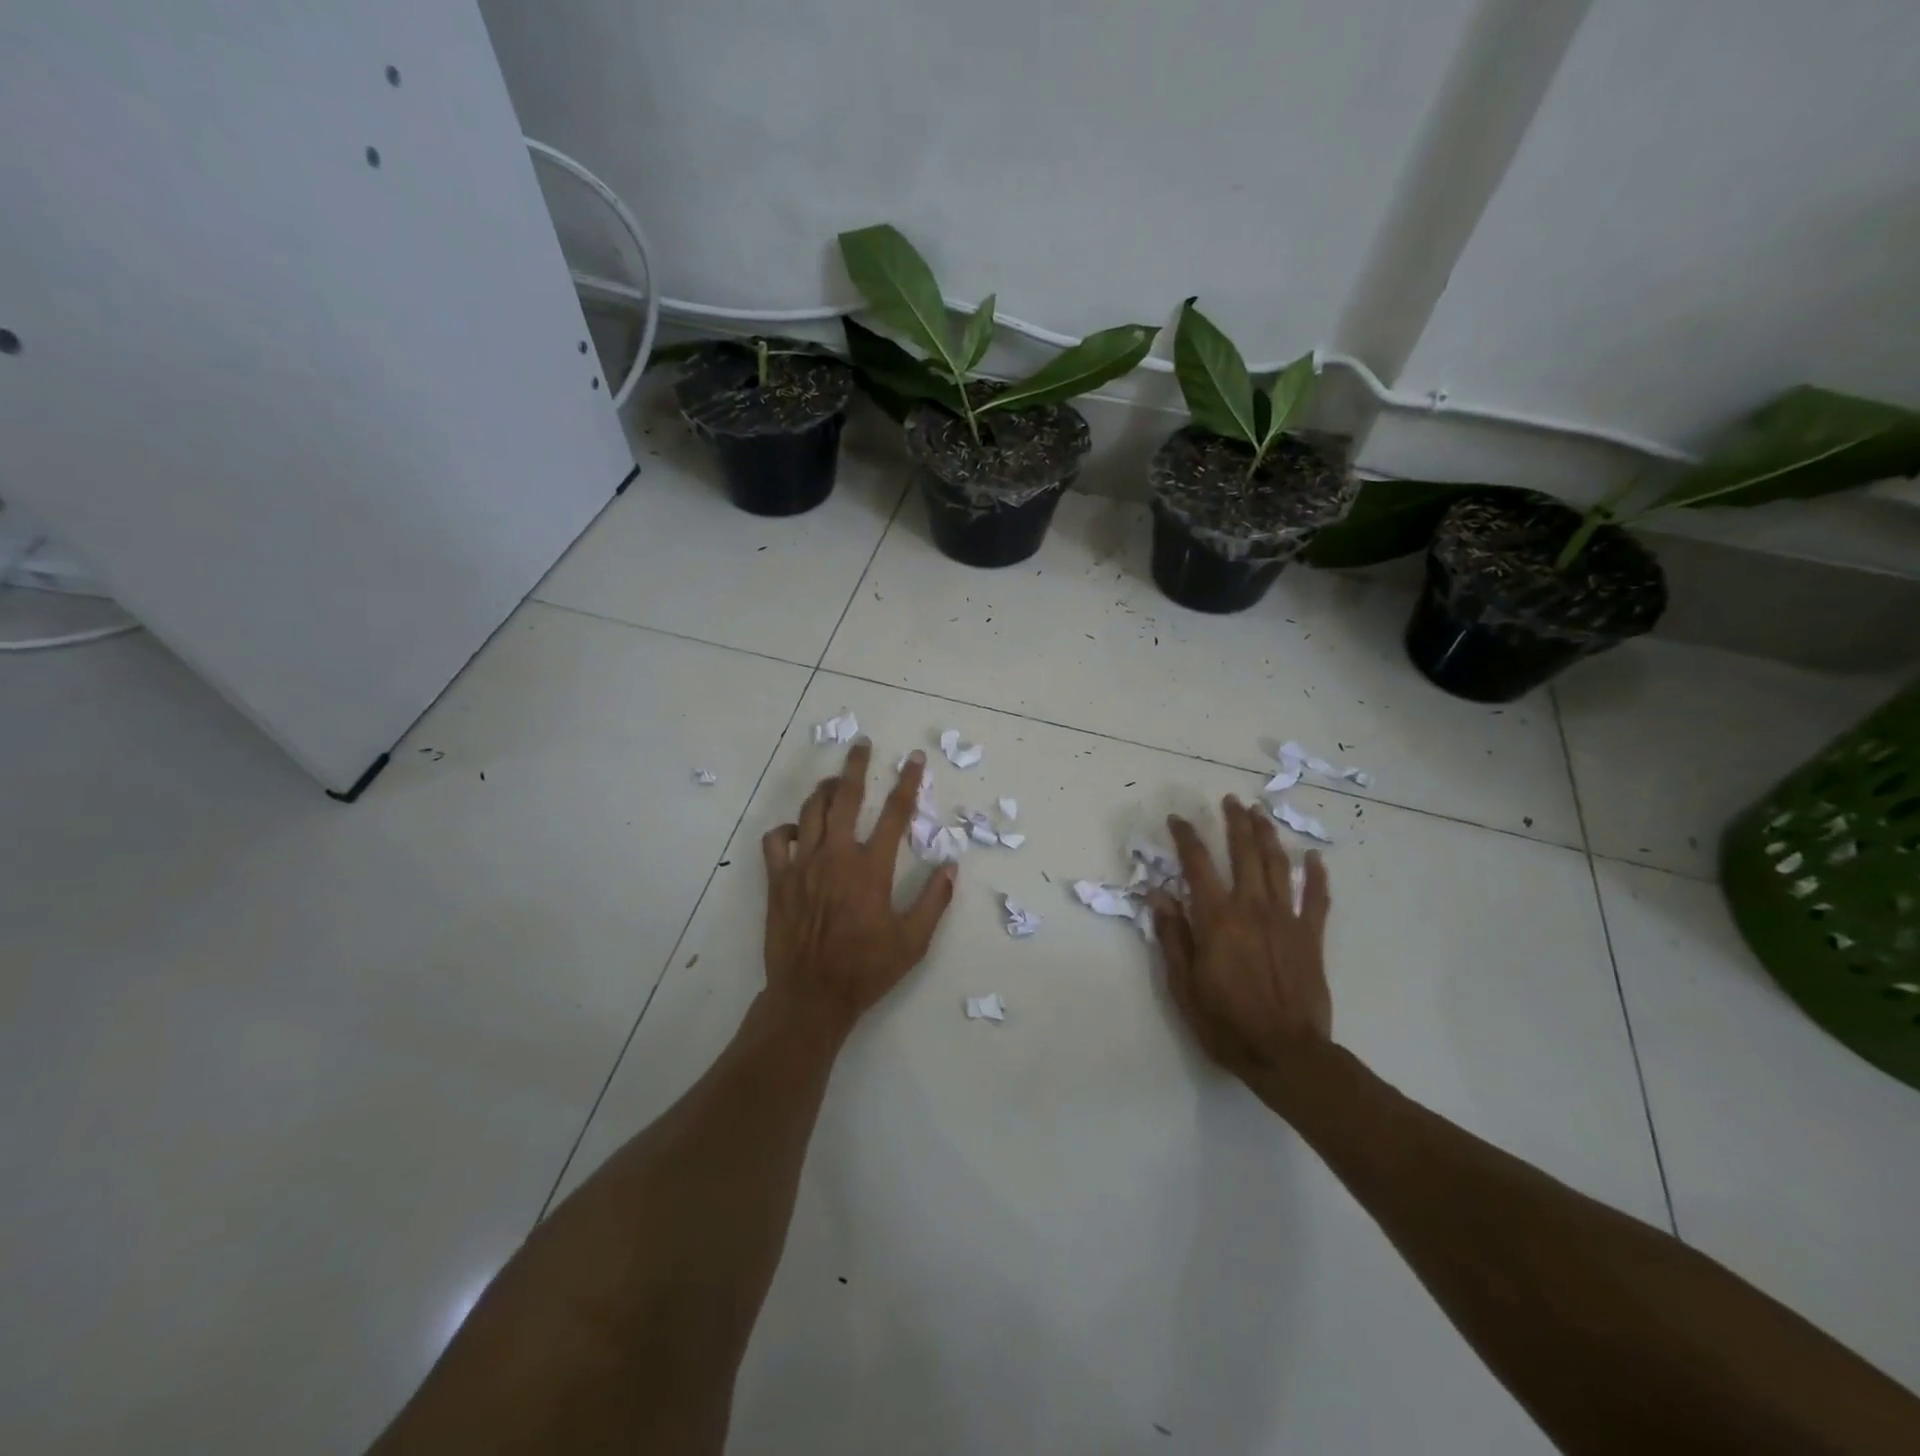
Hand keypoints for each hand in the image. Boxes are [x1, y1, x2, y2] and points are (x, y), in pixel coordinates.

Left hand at [760, 742, 956, 1039]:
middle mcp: (836, 856)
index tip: (914, 759)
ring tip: (837, 783)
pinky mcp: (778, 880)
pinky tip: (799, 831)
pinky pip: (776, 840)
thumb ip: (934, 900)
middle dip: (856, 766)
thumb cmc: (866, 969)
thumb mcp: (913, 941)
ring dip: (825, 791)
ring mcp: (802, 865)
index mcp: (871, 868)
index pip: (895, 813)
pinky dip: (788, 829)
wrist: (811, 996)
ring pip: (811, 811)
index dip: (908, 782)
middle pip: (846, 796)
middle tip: (862, 745)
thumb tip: (951, 866)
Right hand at [1147, 796, 1332, 1081]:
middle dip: (1235, 823)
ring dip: (1269, 836)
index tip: (1177, 819)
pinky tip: (1314, 856)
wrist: (1286, 1054)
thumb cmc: (1226, 1022)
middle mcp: (1252, 908)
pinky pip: (1317, 898)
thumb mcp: (1183, 984)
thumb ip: (1172, 936)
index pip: (1198, 865)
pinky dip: (1316, 875)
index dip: (1186, 837)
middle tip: (1230, 800)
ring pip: (1279, 866)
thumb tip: (1158, 894)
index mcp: (1217, 919)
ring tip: (1261, 814)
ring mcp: (1287, 920)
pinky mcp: (1311, 937)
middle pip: (1244, 854)